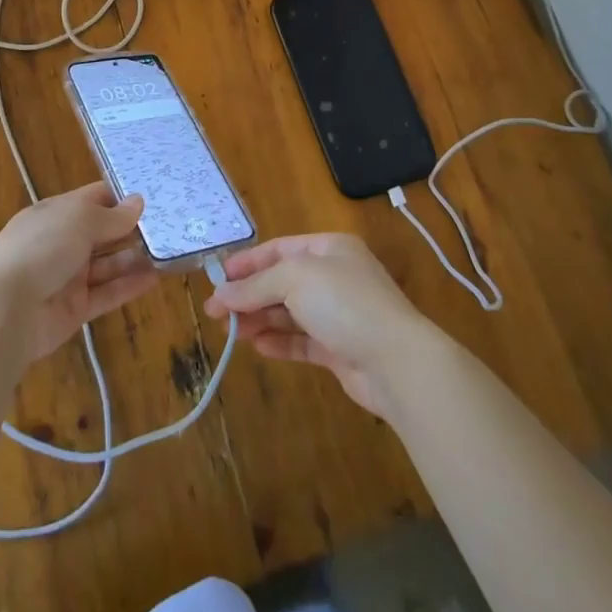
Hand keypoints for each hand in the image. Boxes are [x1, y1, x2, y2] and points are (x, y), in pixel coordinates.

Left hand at [0, 182, 158, 360]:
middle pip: (103, 232)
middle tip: (172, 225)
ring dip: (135, 258)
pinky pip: (107, 293)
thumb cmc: (40, 248)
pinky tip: (156, 278)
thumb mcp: (79, 221)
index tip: (154, 196)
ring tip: (170, 252)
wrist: (3, 310)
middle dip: (132, 229)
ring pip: (108, 264)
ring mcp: (67, 277)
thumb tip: (138, 202)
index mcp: (56, 213)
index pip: (94, 198)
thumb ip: (112, 216)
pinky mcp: (74, 309)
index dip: (121, 197)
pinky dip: (129, 286)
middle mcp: (62, 242)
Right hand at [205, 233, 436, 418]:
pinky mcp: (339, 349)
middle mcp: (335, 277)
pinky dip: (279, 341)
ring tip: (230, 332)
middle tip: (215, 312)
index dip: (248, 262)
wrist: (396, 361)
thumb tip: (221, 295)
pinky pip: (301, 341)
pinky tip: (257, 346)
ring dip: (259, 319)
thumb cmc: (345, 303)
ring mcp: (338, 314)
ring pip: (289, 313)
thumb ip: (255, 286)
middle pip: (282, 282)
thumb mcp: (294, 280)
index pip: (280, 249)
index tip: (218, 278)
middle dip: (249, 295)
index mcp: (330, 249)